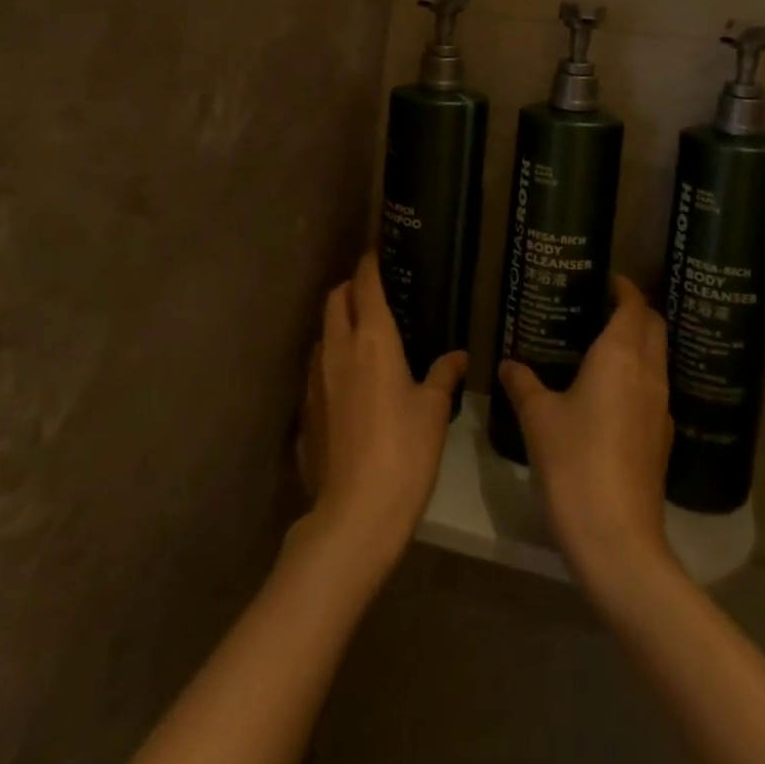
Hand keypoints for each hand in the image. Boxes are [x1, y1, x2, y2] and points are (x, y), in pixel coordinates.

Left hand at [296, 255, 466, 575]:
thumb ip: (444, 376)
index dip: (370, 263)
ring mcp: (315, 378)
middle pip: (336, 299)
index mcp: (373, 339)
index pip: (365, 284)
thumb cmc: (404, 452)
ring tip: (362, 333)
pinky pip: (317, 366)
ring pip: (323, 332)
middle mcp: (338, 348)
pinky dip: (331, 357)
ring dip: (338, 322)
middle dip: (351, 287)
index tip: (376, 249)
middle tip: (373, 290)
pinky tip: (349, 379)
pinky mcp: (305, 408)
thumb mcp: (433, 411)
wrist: (354, 514)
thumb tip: (458, 356)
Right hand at [497, 276, 676, 595]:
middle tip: (602, 306)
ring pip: (658, 358)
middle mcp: (648, 373)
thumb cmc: (574, 463)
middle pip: (654, 327)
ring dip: (640, 342)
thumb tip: (508, 364)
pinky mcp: (662, 438)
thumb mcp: (538, 418)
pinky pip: (655, 388)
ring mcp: (660, 408)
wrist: (617, 539)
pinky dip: (639, 374)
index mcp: (620, 356)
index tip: (606, 279)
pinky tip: (612, 392)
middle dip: (636, 310)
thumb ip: (523, 384)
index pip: (634, 306)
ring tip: (603, 344)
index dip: (624, 288)